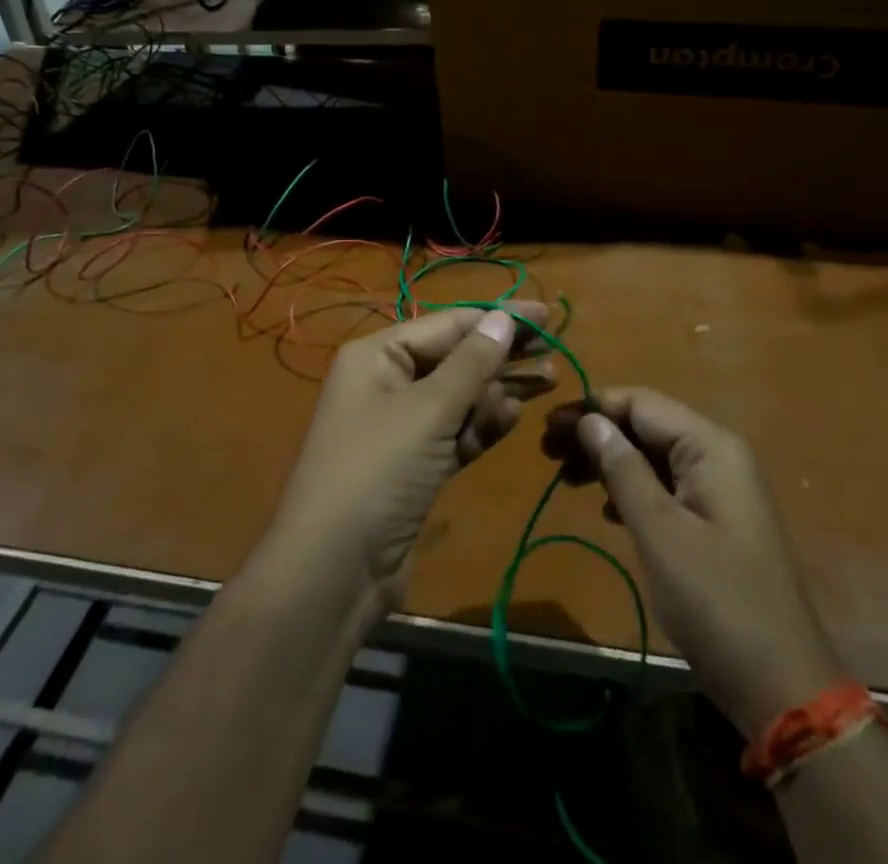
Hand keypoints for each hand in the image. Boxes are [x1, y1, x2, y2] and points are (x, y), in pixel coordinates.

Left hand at [271, 303, 549, 615]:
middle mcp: (387, 382)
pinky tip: (514, 415)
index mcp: (378, 355)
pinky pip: (456, 431)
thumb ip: (472, 363)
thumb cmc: (378, 473)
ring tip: (548, 382)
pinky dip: (483, 423)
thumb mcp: (429, 411)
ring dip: (499, 389)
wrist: (334, 572)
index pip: (448, 324)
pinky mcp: (415, 464)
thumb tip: (503, 318)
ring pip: (460, 395)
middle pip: (455, 357)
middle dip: (502, 354)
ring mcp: (400, 426)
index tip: (545, 315)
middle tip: (553, 352)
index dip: (497, 317)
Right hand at [543, 388, 842, 737]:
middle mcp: (718, 455)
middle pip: (646, 424)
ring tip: (566, 479)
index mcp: (710, 446)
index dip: (592, 407)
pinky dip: (631, 488)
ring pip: (653, 455)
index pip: (641, 402)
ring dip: (609, 461)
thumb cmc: (716, 601)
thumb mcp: (660, 532)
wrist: (782, 686)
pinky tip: (606, 510)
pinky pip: (665, 485)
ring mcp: (720, 488)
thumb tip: (589, 420)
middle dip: (597, 433)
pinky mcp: (715, 520)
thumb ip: (623, 470)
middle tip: (548, 454)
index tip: (547, 427)